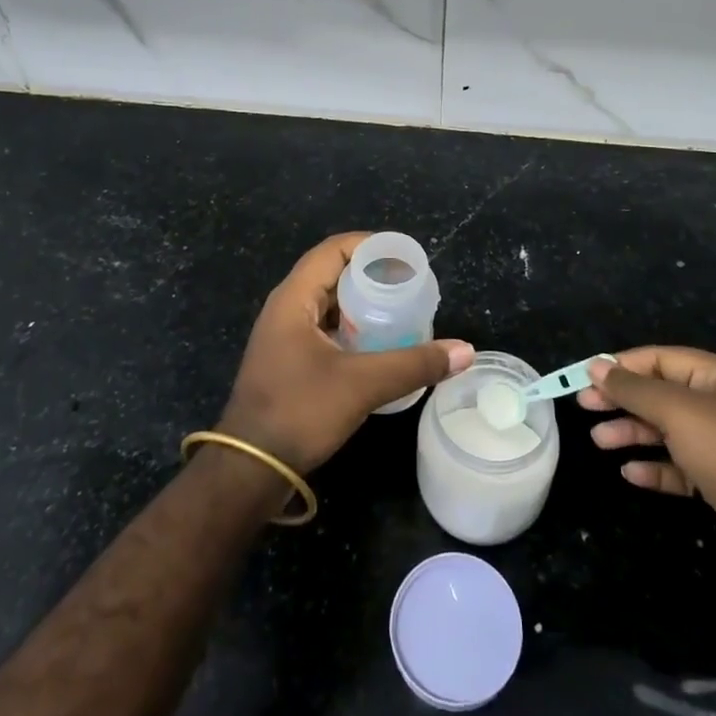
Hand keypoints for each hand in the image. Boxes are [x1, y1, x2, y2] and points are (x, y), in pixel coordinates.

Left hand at [218, 233, 473, 474]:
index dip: (371, 245)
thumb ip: (414, 364)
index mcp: (293, 298)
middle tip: (412, 284)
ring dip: (364, 303)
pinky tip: (381, 344)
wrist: (249, 470)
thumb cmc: (299, 412)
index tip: (407, 257)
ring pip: (330, 303)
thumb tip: (466, 351)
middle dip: (373, 274)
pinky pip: (326, 328)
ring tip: (403, 310)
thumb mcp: (362, 384)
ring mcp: (285, 336)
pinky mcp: (290, 361)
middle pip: (333, 273)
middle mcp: (286, 308)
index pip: (334, 250)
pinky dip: (354, 327)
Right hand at [579, 346, 715, 587]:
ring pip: (666, 431)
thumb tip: (596, 366)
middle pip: (660, 394)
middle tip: (585, 406)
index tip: (586, 377)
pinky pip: (677, 467)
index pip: (660, 359)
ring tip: (600, 441)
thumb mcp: (676, 411)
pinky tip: (630, 473)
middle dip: (623, 400)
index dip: (622, 366)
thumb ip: (633, 389)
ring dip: (632, 433)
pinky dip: (653, 467)